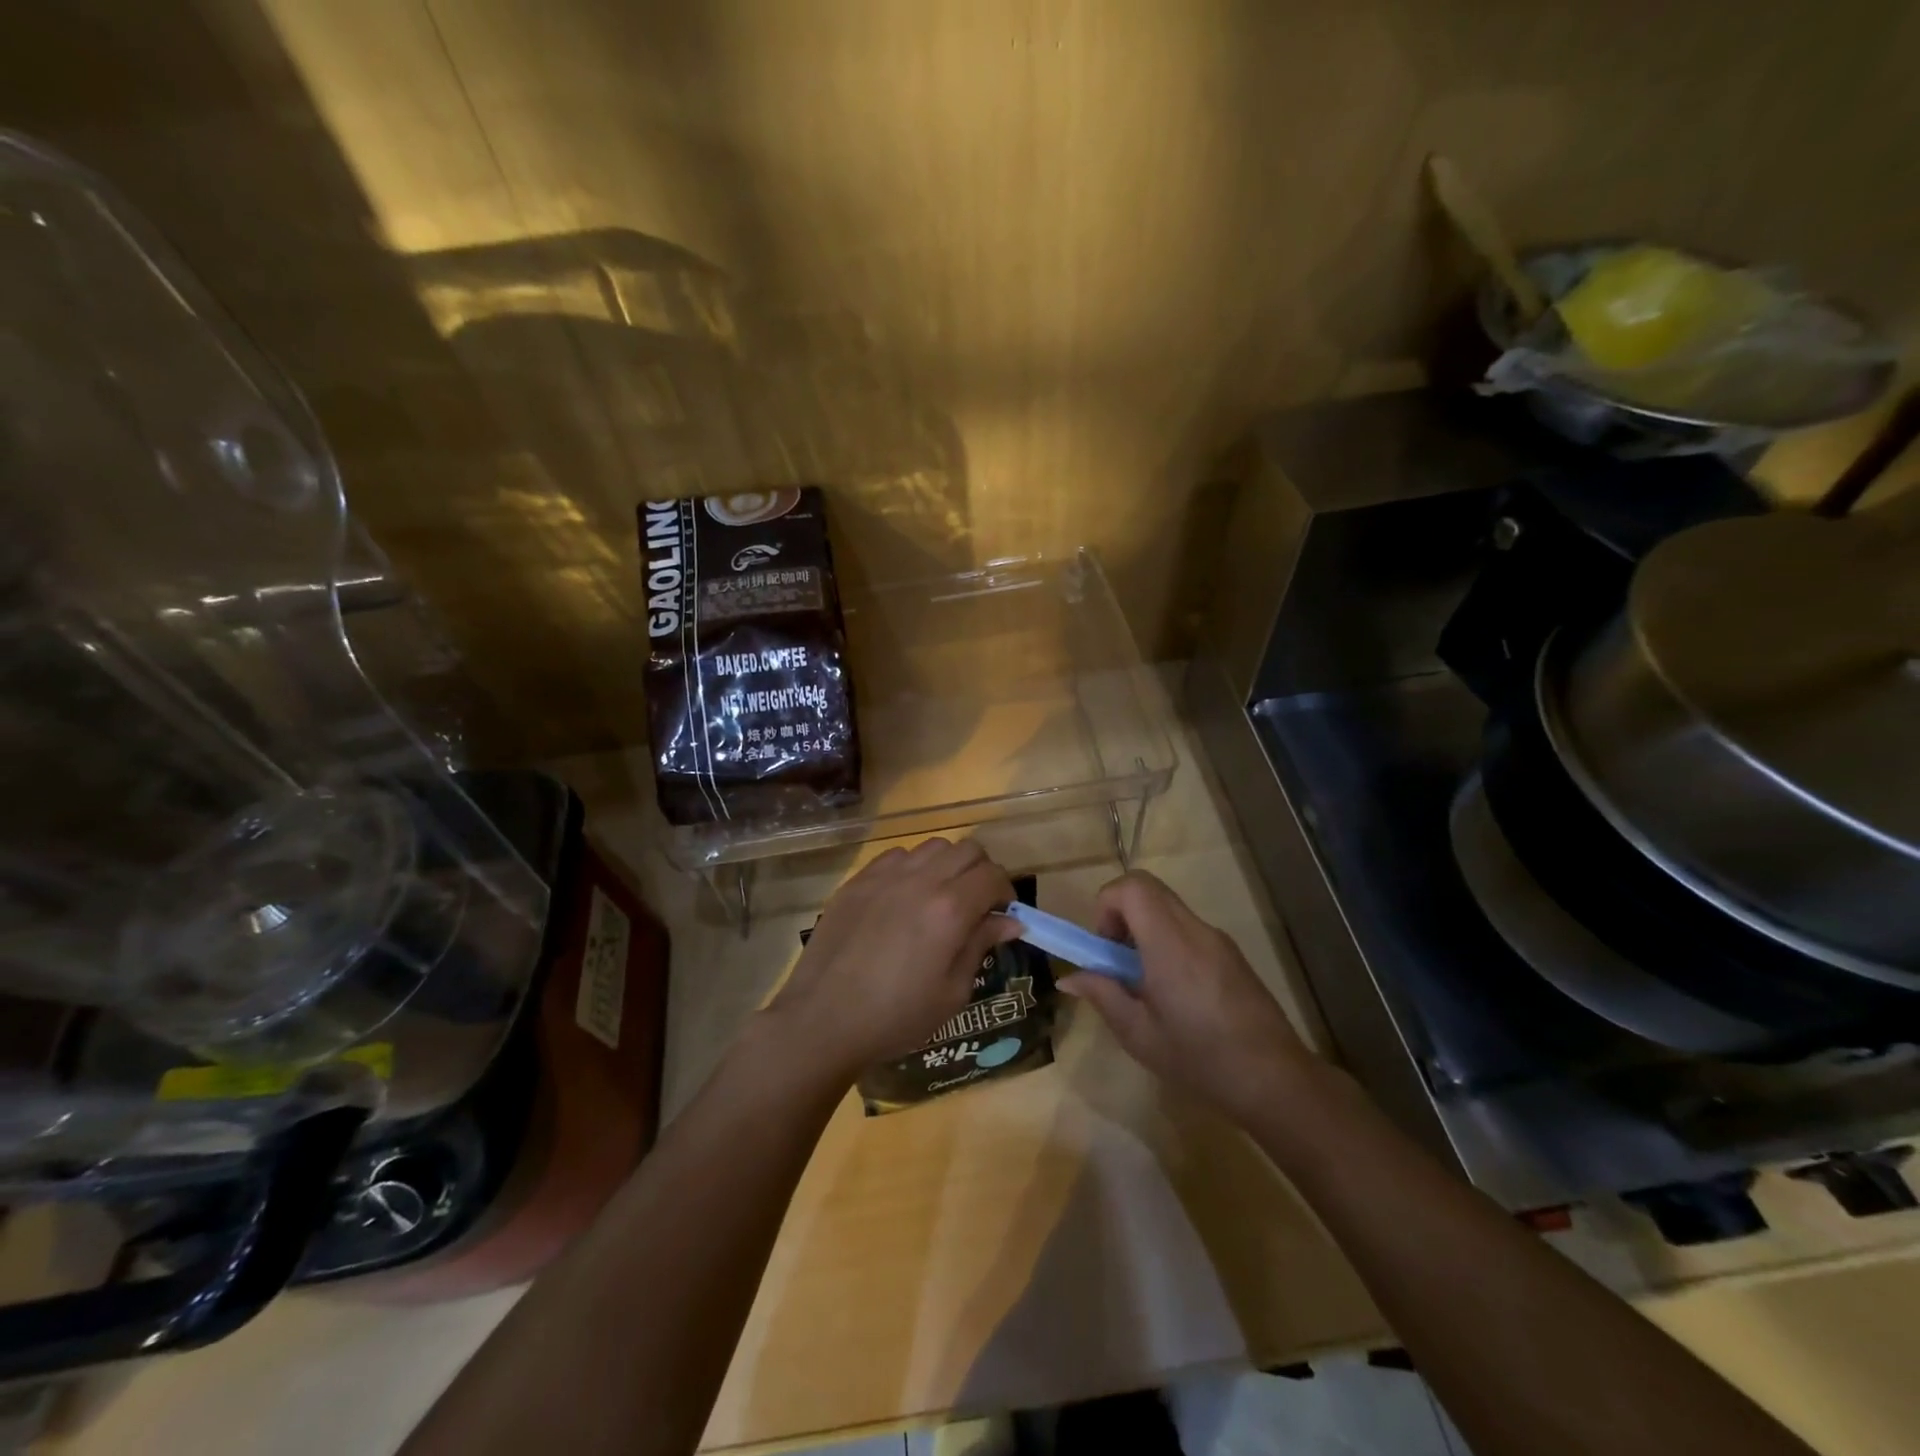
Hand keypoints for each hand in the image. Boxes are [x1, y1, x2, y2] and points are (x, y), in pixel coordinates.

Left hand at [767, 838, 1020, 1078]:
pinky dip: (912, 867)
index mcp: (950, 909)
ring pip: (932, 846)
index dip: (1006, 892)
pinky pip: (896, 855)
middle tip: (976, 904)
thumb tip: (1010, 921)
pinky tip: (903, 898)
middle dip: (981, 872)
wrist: (823, 1019)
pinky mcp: (858, 880)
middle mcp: (921, 880)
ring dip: (947, 865)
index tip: (1002, 915)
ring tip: (939, 898)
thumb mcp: (952, 992)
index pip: (993, 875)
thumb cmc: (896, 1016)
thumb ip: (981, 945)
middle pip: (967, 849)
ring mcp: (885, 875)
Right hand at [1062, 870, 1322, 1125]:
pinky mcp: (1232, 954)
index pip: (1132, 886)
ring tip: (1145, 983)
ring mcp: (1218, 939)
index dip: (1107, 904)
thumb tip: (1068, 978)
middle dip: (1121, 914)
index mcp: (1169, 943)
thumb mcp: (1139, 1034)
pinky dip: (1168, 941)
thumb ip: (1102, 995)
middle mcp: (1195, 930)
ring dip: (1144, 929)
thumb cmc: (1200, 1059)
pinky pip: (1188, 928)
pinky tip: (1175, 993)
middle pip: (1148, 889)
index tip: (1105, 947)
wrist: (1275, 1080)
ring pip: (1168, 908)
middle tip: (1118, 961)